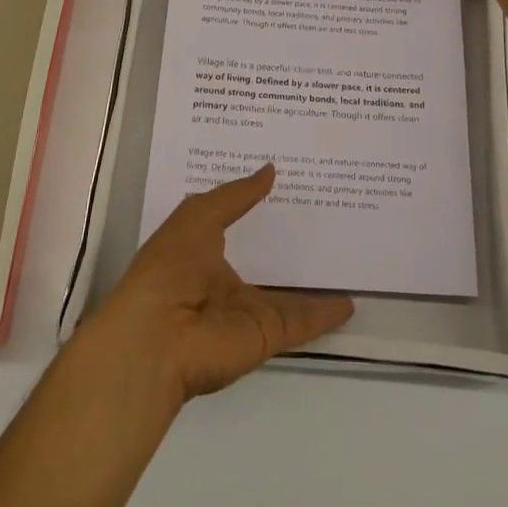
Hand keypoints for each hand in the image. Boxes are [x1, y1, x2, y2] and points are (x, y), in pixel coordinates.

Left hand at [91, 166, 353, 402]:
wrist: (157, 337)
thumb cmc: (170, 266)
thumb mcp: (199, 215)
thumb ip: (237, 195)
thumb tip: (271, 169)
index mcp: (202, 252)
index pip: (234, 224)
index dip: (254, 205)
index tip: (285, 182)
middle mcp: (225, 283)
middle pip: (264, 261)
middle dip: (288, 243)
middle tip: (325, 216)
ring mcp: (247, 312)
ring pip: (288, 296)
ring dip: (313, 284)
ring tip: (345, 259)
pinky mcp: (266, 336)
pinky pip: (301, 322)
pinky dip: (325, 315)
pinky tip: (350, 302)